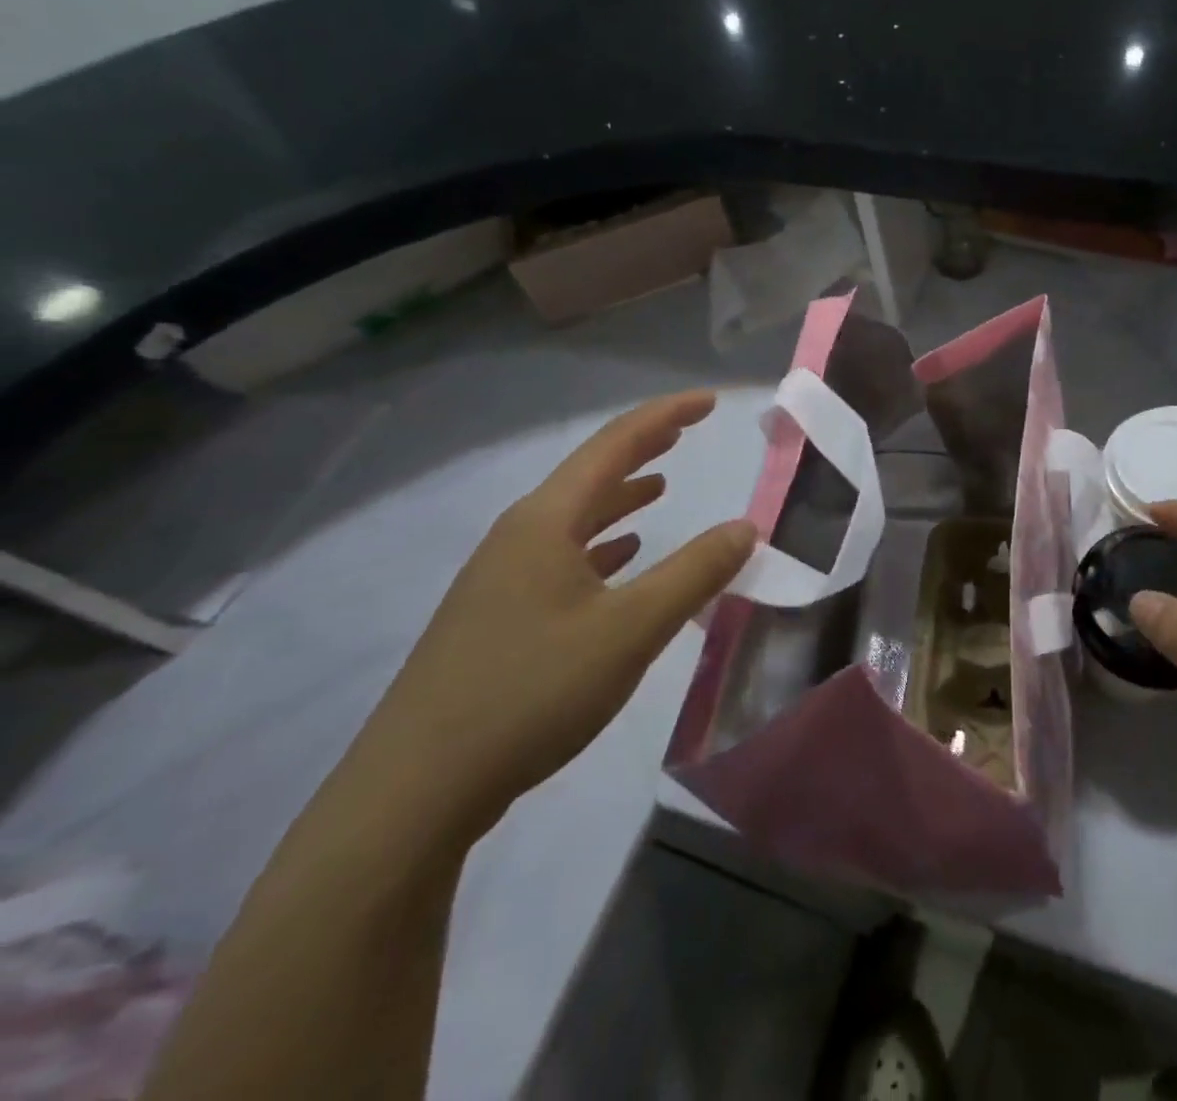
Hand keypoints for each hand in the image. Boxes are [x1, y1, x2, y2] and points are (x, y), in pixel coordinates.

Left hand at [339, 390, 754, 848]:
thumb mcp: (631, 630)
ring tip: (661, 484)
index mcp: (546, 522)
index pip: (614, 445)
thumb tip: (746, 528)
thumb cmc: (532, 691)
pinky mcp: (496, 616)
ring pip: (573, 517)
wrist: (416, 789)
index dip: (665, 416)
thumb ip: (694, 573)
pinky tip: (620, 557)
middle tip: (687, 432)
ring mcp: (501, 577)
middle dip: (643, 448)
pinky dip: (600, 544)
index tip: (709, 401)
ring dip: (620, 496)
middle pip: (590, 474)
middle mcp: (519, 536)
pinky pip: (560, 555)